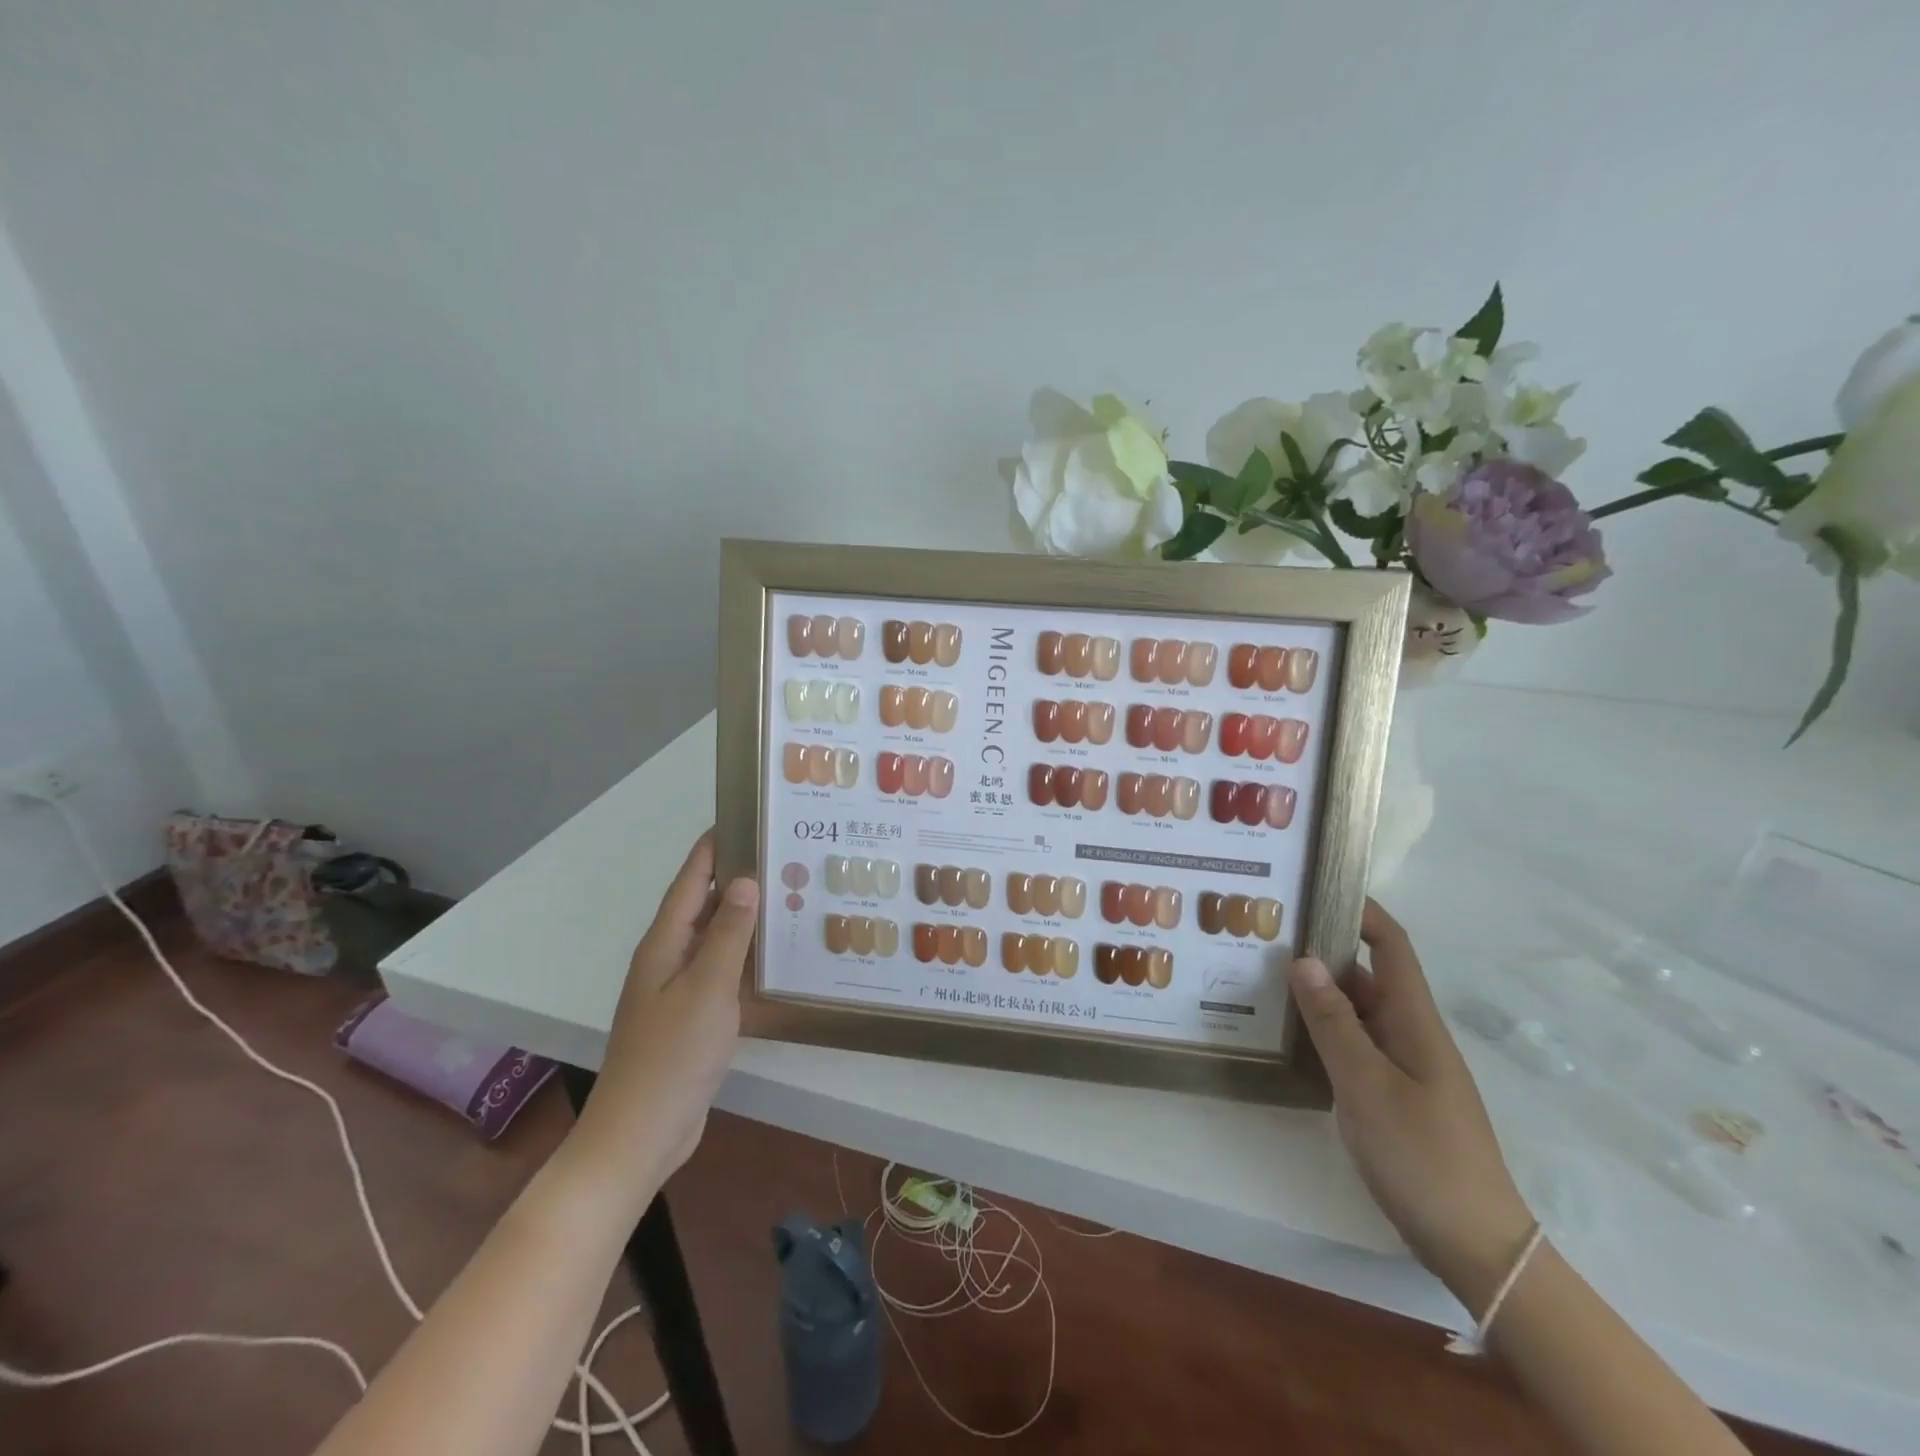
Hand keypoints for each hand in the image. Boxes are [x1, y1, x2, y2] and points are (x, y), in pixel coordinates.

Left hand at [573, 831, 758, 1184]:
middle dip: (738, 878)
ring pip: (716, 939)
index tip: (744, 817)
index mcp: (664, 944)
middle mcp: (669, 958)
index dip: (714, 847)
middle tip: (784, 855)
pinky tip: (776, 956)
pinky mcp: (694, 1016)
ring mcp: (680, 989)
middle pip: (705, 905)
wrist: (641, 1135)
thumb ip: (727, 934)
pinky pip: (723, 970)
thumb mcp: (706, 989)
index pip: (691, 881)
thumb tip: (745, 880)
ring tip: (789, 895)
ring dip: (746, 917)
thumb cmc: (672, 1056)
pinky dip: (747, 956)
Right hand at [1289, 900, 1532, 1310]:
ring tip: (1259, 975)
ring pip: (1355, 1011)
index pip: (1392, 946)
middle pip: (1365, 975)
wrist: (1474, 1243)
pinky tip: (1284, 1033)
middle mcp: (1408, 1032)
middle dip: (1321, 949)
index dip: (1362, 912)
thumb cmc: (1422, 1155)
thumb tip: (1303, 960)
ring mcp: (1400, 1065)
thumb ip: (1333, 1022)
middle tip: (1264, 934)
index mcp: (1414, 1020)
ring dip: (1315, 991)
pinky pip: (1351, 1044)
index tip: (1317, 888)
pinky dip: (1320, 1029)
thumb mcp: (1367, 1084)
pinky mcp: (1389, 1093)